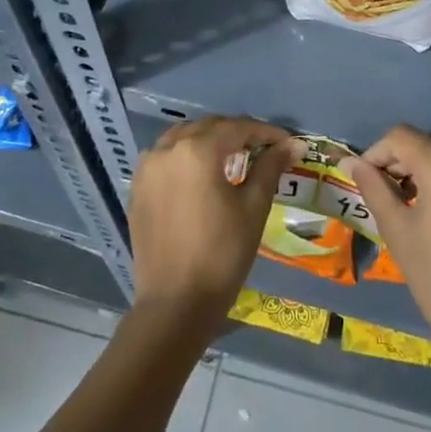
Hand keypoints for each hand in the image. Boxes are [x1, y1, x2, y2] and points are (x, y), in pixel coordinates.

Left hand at [129, 116, 295, 340]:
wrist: (175, 303)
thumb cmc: (222, 254)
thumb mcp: (253, 208)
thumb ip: (270, 168)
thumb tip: (293, 146)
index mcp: (197, 150)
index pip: (237, 128)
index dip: (266, 133)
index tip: (287, 143)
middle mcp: (167, 149)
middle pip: (209, 127)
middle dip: (237, 133)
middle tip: (264, 149)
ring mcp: (147, 167)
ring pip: (183, 138)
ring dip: (209, 141)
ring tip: (233, 158)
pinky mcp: (137, 187)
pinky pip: (165, 158)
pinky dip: (186, 156)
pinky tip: (202, 175)